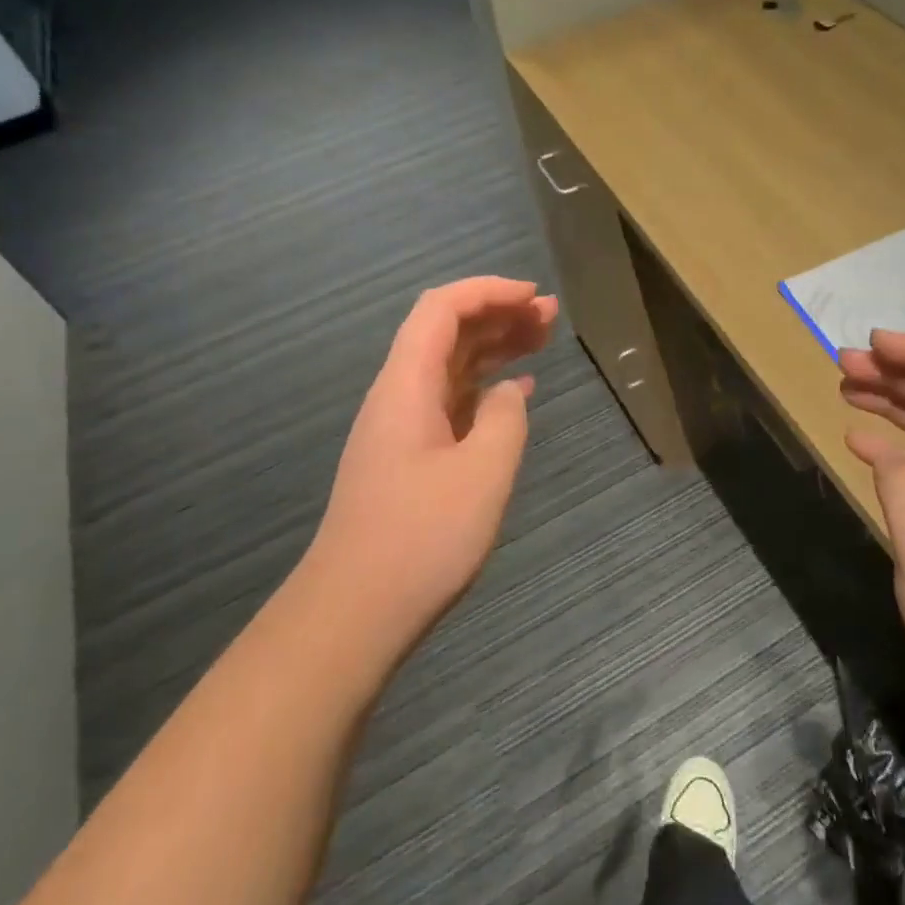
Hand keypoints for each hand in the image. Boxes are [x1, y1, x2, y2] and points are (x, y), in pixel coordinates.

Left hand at [304, 277, 556, 669]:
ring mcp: (402, 427)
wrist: (355, 613)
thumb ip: (504, 418)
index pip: (442, 309)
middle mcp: (399, 395)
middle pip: (446, 332)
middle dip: (497, 313)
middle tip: (549, 316)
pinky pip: (450, 401)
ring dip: (494, 347)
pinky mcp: (410, 456)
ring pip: (450, 366)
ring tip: (541, 340)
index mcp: (407, 385)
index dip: (488, 291)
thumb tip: (507, 392)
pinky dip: (485, 386)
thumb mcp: (483, 472)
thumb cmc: (421, 538)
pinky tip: (516, 392)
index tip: (533, 297)